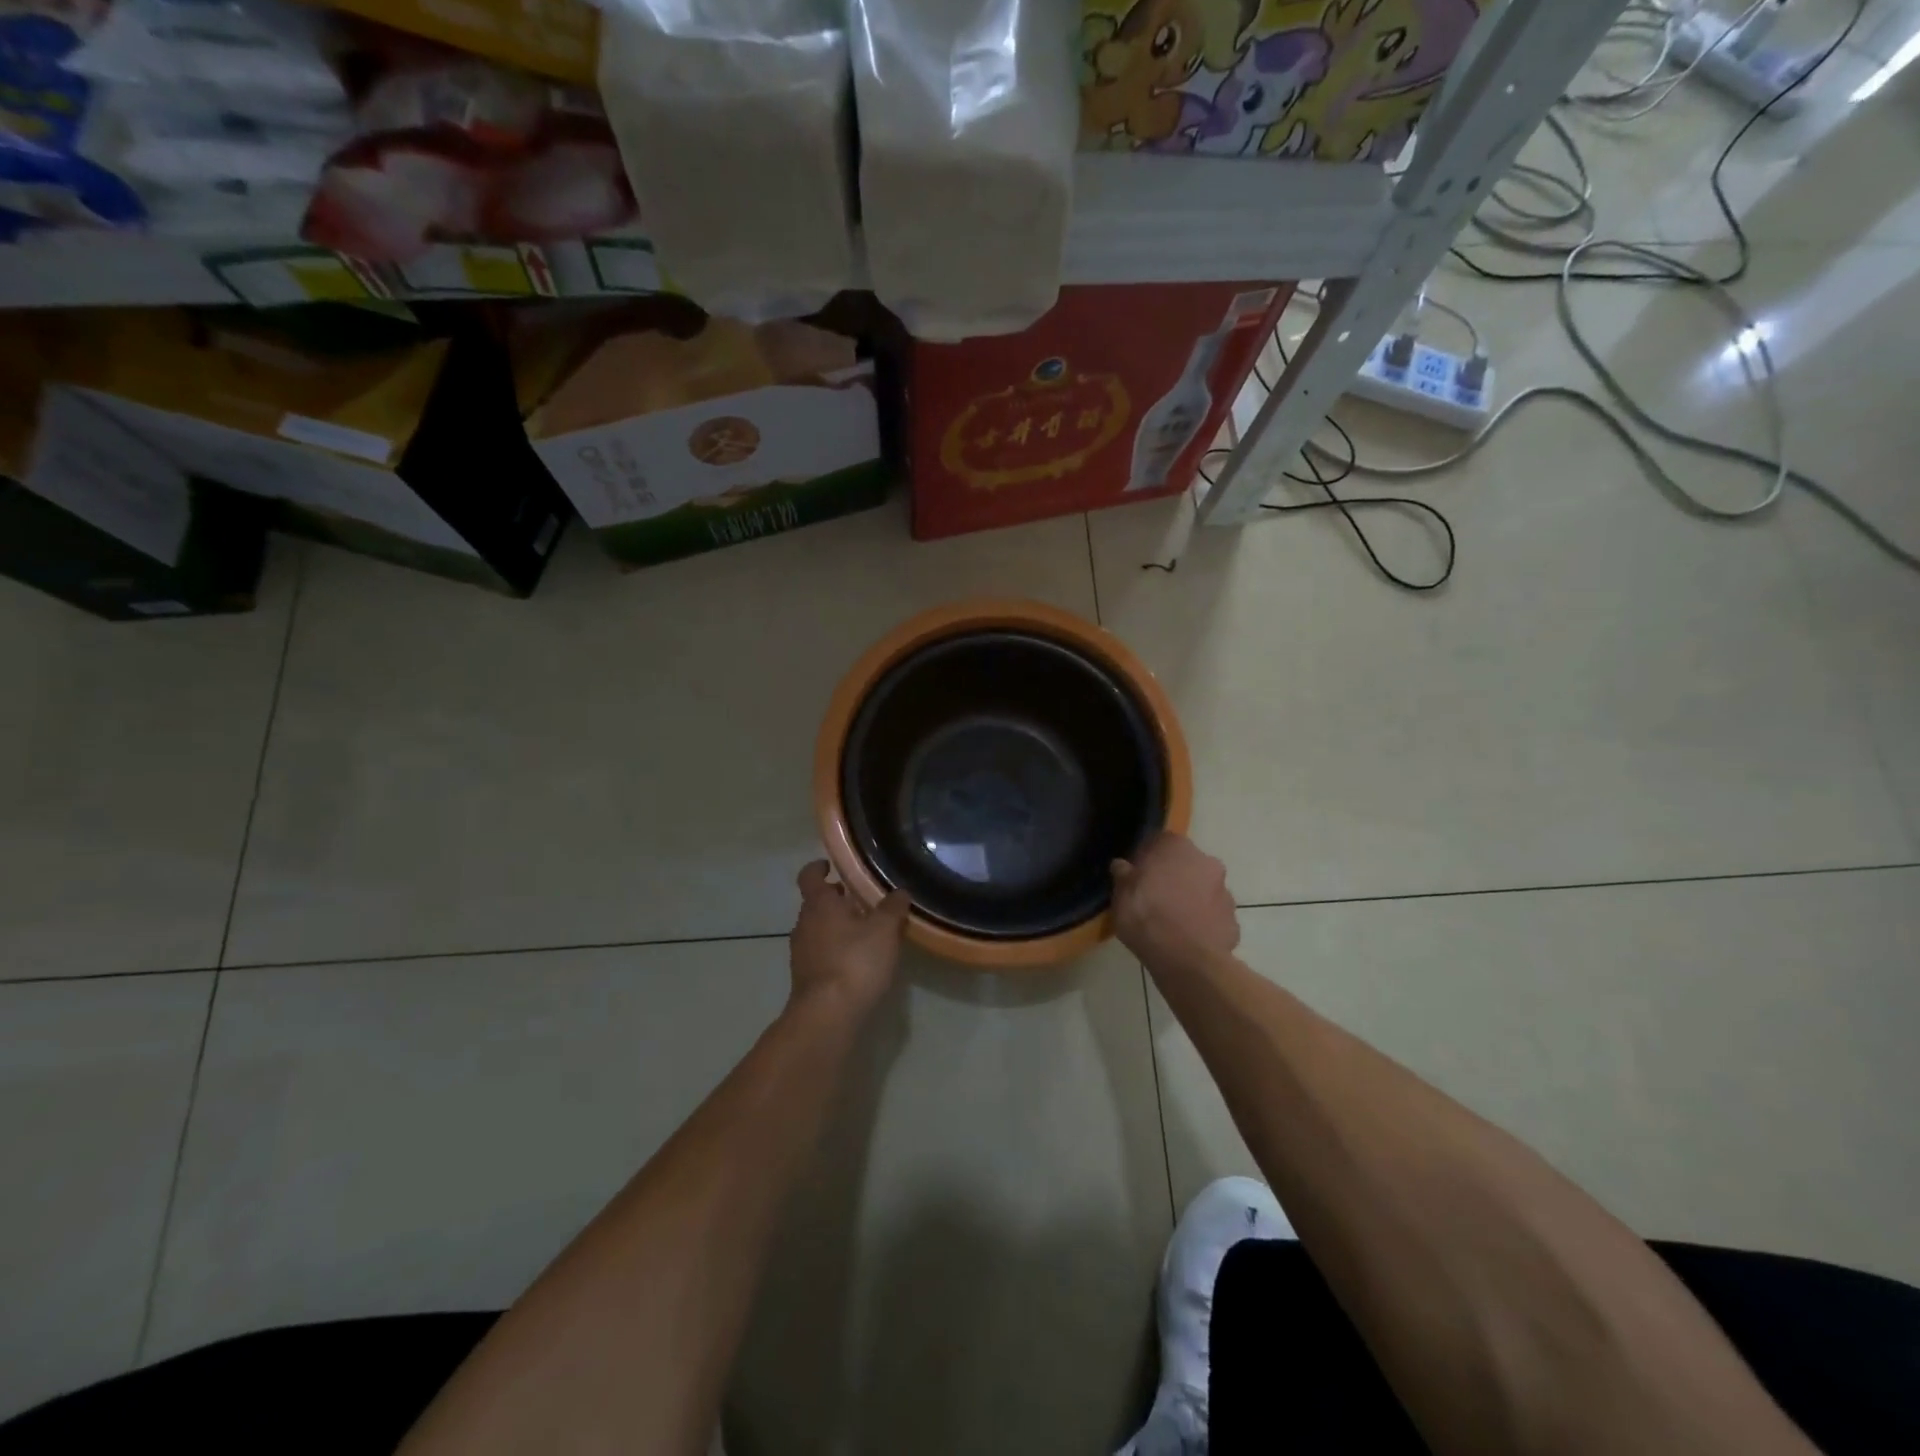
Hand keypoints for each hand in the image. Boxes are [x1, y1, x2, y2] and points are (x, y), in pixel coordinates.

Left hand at [789, 861, 910, 1020]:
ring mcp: (801, 952)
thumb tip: (900, 892)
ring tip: (865, 931)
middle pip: (816, 903)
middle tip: (861, 900)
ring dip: (837, 926)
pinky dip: (835, 950)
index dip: (818, 867)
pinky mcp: (805, 977)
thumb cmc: (855, 961)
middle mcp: (804, 924)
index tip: (830, 865)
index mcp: (819, 904)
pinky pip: (820, 953)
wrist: (827, 1015)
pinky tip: (857, 961)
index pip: (809, 876)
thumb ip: (893, 908)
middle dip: (836, 900)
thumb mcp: (884, 930)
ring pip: (818, 929)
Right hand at [1111, 833, 1239, 967]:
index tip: (1138, 874)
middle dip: (1173, 877)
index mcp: (1177, 847)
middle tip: (1154, 897)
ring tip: (1171, 922)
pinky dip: (1203, 922)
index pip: (1161, 841)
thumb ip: (1123, 875)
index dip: (1148, 857)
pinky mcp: (1234, 920)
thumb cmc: (1146, 916)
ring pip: (1203, 889)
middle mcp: (1206, 861)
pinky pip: (1213, 915)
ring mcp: (1225, 891)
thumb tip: (1122, 865)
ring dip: (1191, 899)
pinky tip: (1187, 938)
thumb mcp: (1121, 894)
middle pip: (1186, 864)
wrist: (1185, 959)